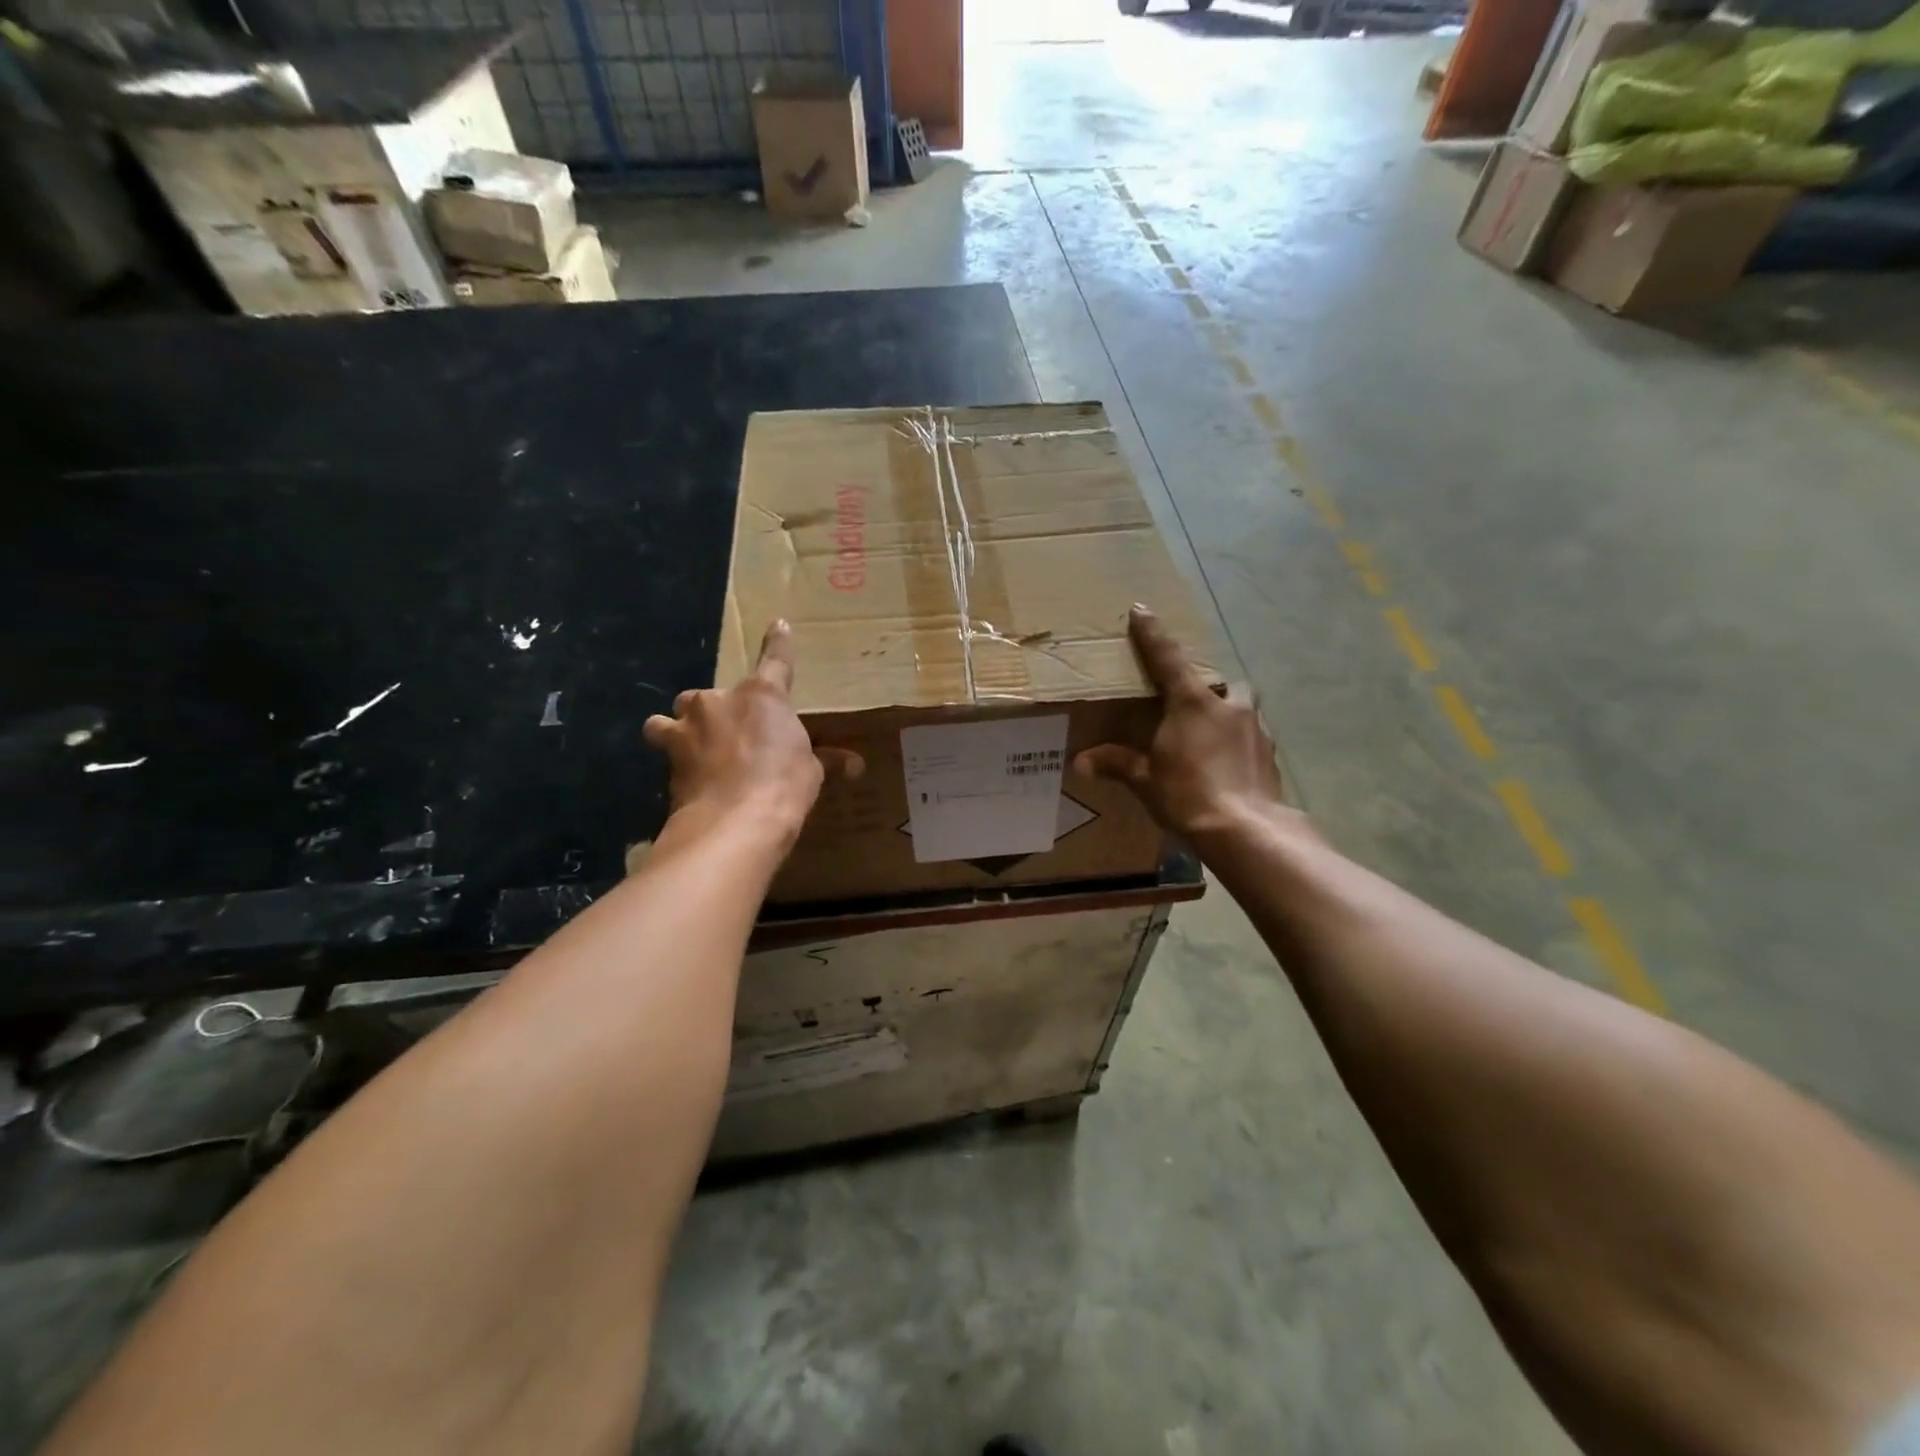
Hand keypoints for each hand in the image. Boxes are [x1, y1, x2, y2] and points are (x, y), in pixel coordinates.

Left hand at [643, 621, 857, 841]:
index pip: (776, 660)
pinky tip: (686, 779)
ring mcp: (688, 725)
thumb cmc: (784, 786)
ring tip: (692, 749)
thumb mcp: (811, 772)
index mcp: (763, 696)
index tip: (779, 624)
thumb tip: (855, 765)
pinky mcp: (667, 753)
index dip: (779, 642)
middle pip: (711, 696)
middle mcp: (720, 700)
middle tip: (732, 739)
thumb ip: (824, 759)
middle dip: (717, 713)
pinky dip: (674, 759)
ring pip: (672, 717)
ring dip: (680, 728)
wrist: (734, 821)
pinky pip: (664, 746)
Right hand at [1075, 606, 1289, 842]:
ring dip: (1231, 714)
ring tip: (1214, 737)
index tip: (1141, 609)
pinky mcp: (1271, 755)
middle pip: (1223, 681)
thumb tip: (1081, 762)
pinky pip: (1254, 738)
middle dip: (1210, 687)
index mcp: (1192, 703)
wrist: (1247, 830)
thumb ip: (1118, 764)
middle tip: (1194, 704)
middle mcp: (1228, 706)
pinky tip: (1231, 765)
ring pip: (1245, 708)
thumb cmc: (1189, 796)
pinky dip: (1241, 745)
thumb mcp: (1146, 780)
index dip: (1152, 633)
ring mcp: (1256, 729)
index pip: (1166, 658)